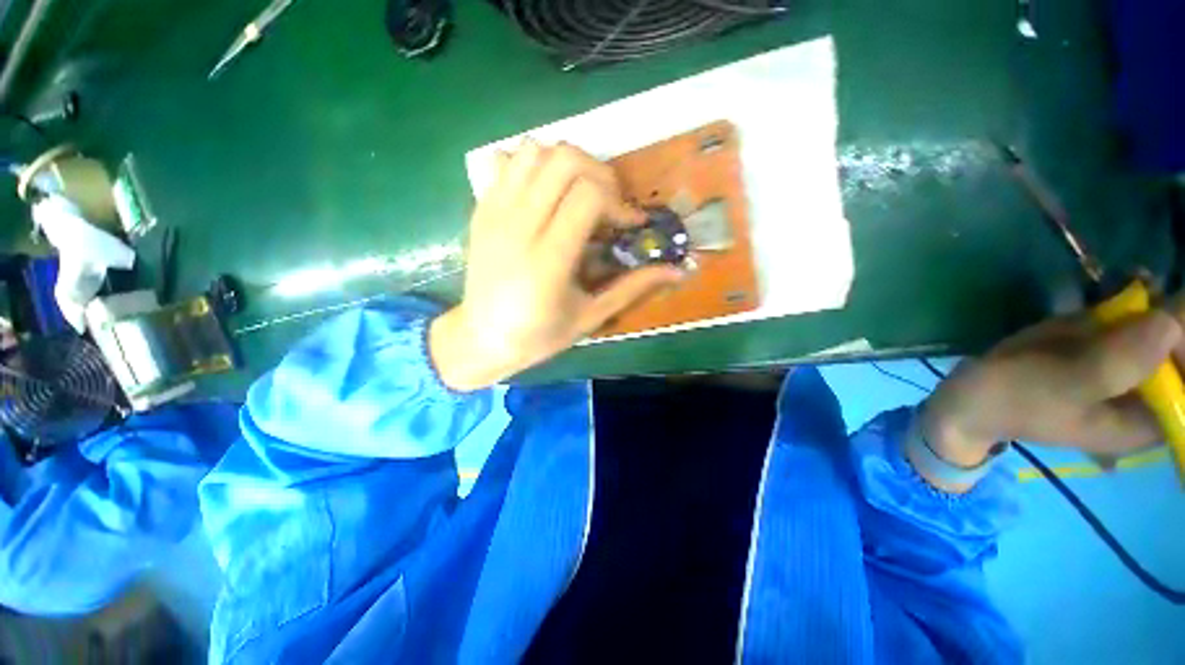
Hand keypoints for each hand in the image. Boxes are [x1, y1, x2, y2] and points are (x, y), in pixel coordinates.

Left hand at [429, 142, 682, 390]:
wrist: (481, 338)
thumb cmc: (539, 335)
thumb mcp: (590, 317)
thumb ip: (633, 287)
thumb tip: (679, 271)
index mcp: (548, 259)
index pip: (589, 195)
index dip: (620, 203)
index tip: (629, 225)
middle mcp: (518, 226)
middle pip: (565, 160)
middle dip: (600, 175)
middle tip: (609, 206)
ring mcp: (494, 212)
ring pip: (535, 150)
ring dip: (567, 165)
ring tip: (578, 197)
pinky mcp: (481, 208)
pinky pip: (507, 161)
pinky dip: (533, 166)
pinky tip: (544, 195)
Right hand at [920, 301, 1184, 487]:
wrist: (969, 394)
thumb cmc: (1012, 399)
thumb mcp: (1059, 387)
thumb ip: (1114, 364)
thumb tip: (1170, 323)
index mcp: (1148, 421)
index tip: (1170, 318)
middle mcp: (1149, 394)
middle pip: (1182, 352)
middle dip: (1178, 320)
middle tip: (1158, 296)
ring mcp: (1129, 365)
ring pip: (1167, 330)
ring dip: (1164, 303)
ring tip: (1145, 284)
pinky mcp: (1106, 344)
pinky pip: (1142, 317)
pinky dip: (1144, 296)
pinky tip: (1134, 281)